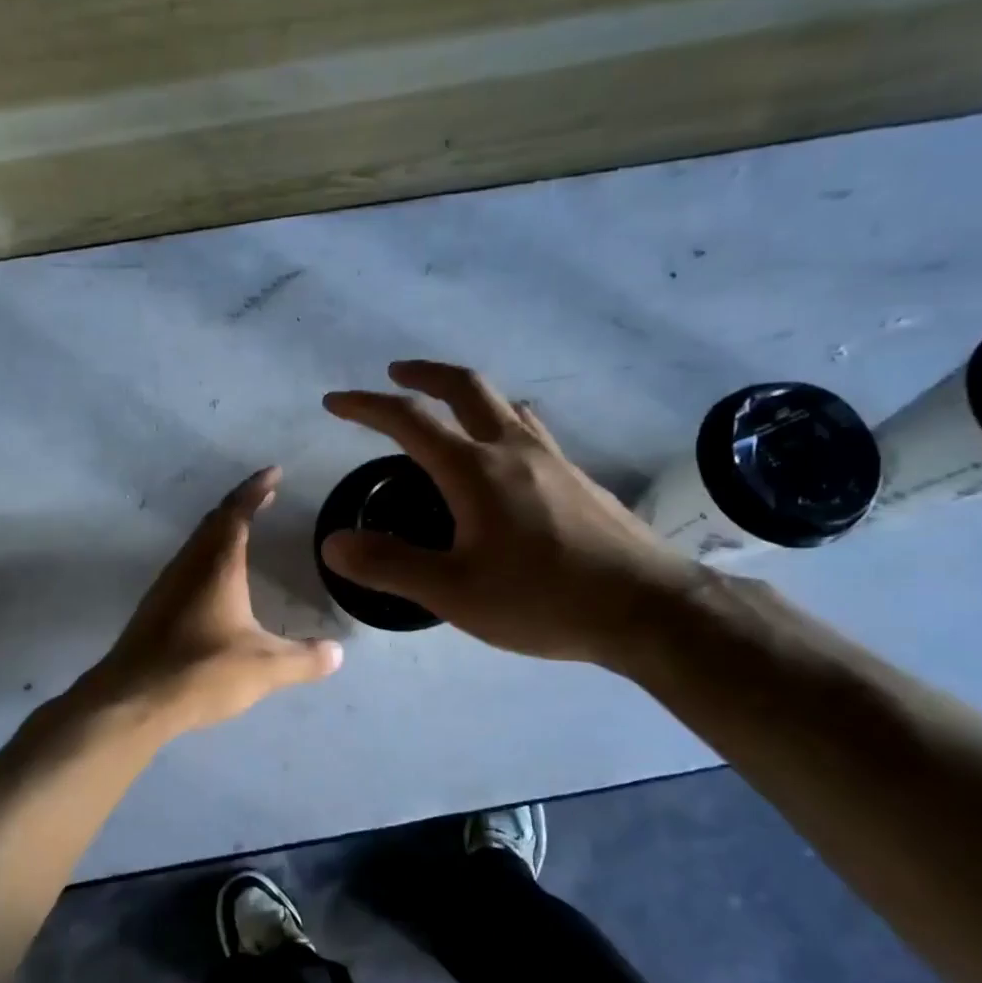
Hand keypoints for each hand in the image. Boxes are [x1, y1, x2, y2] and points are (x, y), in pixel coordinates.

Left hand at [85, 467, 342, 734]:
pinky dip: (207, 555)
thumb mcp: (264, 668)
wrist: (132, 699)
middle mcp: (189, 566)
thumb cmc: (201, 671)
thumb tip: (338, 653)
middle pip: (214, 521)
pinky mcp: (154, 608)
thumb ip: (304, 659)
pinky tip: (214, 579)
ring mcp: (166, 586)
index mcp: (217, 566)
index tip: (274, 472)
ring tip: (243, 529)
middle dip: (240, 504)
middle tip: (264, 496)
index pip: (237, 513)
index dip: (256, 489)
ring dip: (220, 528)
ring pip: (196, 542)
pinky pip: (186, 564)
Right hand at [322, 361, 706, 668]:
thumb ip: (389, 565)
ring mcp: (554, 460)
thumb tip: (333, 543)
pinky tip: (506, 459)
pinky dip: (502, 423)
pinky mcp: (579, 479)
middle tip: (396, 374)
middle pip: (466, 387)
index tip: (335, 401)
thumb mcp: (454, 592)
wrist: (648, 608)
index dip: (367, 406)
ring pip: (505, 405)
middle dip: (424, 375)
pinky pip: (531, 431)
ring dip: (467, 395)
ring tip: (450, 411)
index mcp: (476, 470)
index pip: (410, 420)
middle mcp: (514, 450)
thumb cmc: (543, 599)